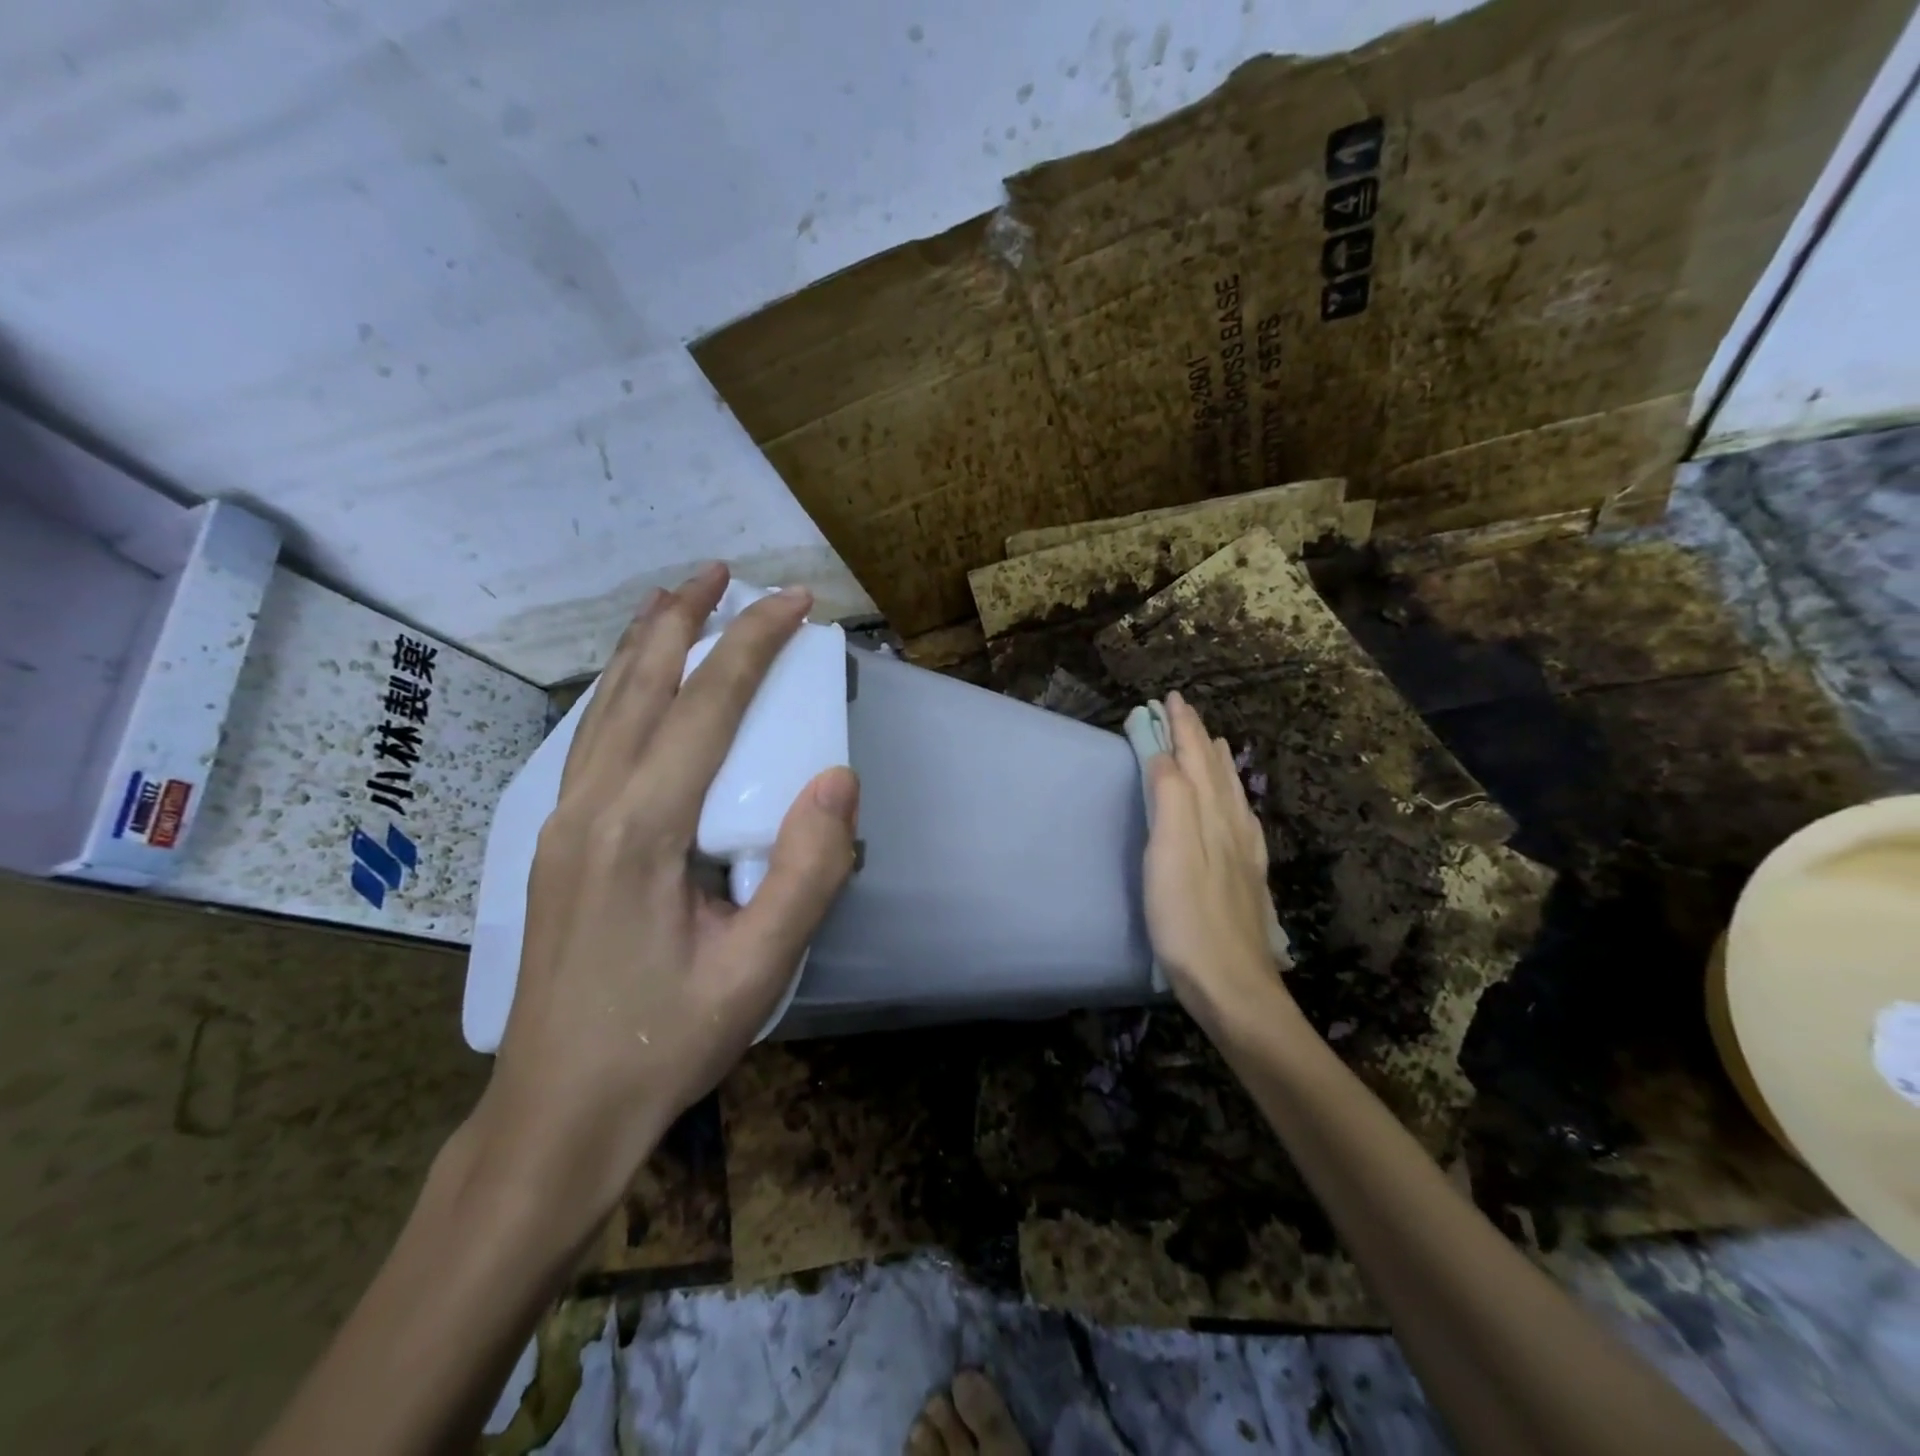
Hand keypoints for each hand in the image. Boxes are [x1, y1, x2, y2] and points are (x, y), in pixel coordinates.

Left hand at [476, 564, 859, 1222]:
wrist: (556, 1114)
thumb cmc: (665, 1044)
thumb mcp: (759, 970)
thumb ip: (808, 871)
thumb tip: (839, 779)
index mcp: (641, 830)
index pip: (706, 707)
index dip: (754, 644)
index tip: (796, 602)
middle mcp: (590, 808)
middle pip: (638, 685)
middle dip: (683, 618)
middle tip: (721, 570)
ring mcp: (561, 823)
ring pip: (602, 706)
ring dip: (644, 645)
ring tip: (675, 600)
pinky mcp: (556, 843)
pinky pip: (590, 739)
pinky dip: (620, 690)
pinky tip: (638, 688)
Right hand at [1142, 693, 1293, 1035]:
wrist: (1232, 984)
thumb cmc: (1188, 919)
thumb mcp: (1169, 854)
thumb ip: (1170, 799)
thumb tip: (1163, 756)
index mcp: (1210, 815)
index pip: (1194, 759)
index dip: (1182, 728)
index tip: (1170, 698)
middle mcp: (1231, 826)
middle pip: (1214, 771)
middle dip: (1198, 737)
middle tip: (1185, 711)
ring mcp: (1243, 853)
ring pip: (1231, 794)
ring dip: (1217, 764)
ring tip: (1213, 744)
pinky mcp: (1246, 878)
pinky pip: (1241, 821)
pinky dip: (1233, 799)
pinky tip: (1236, 808)